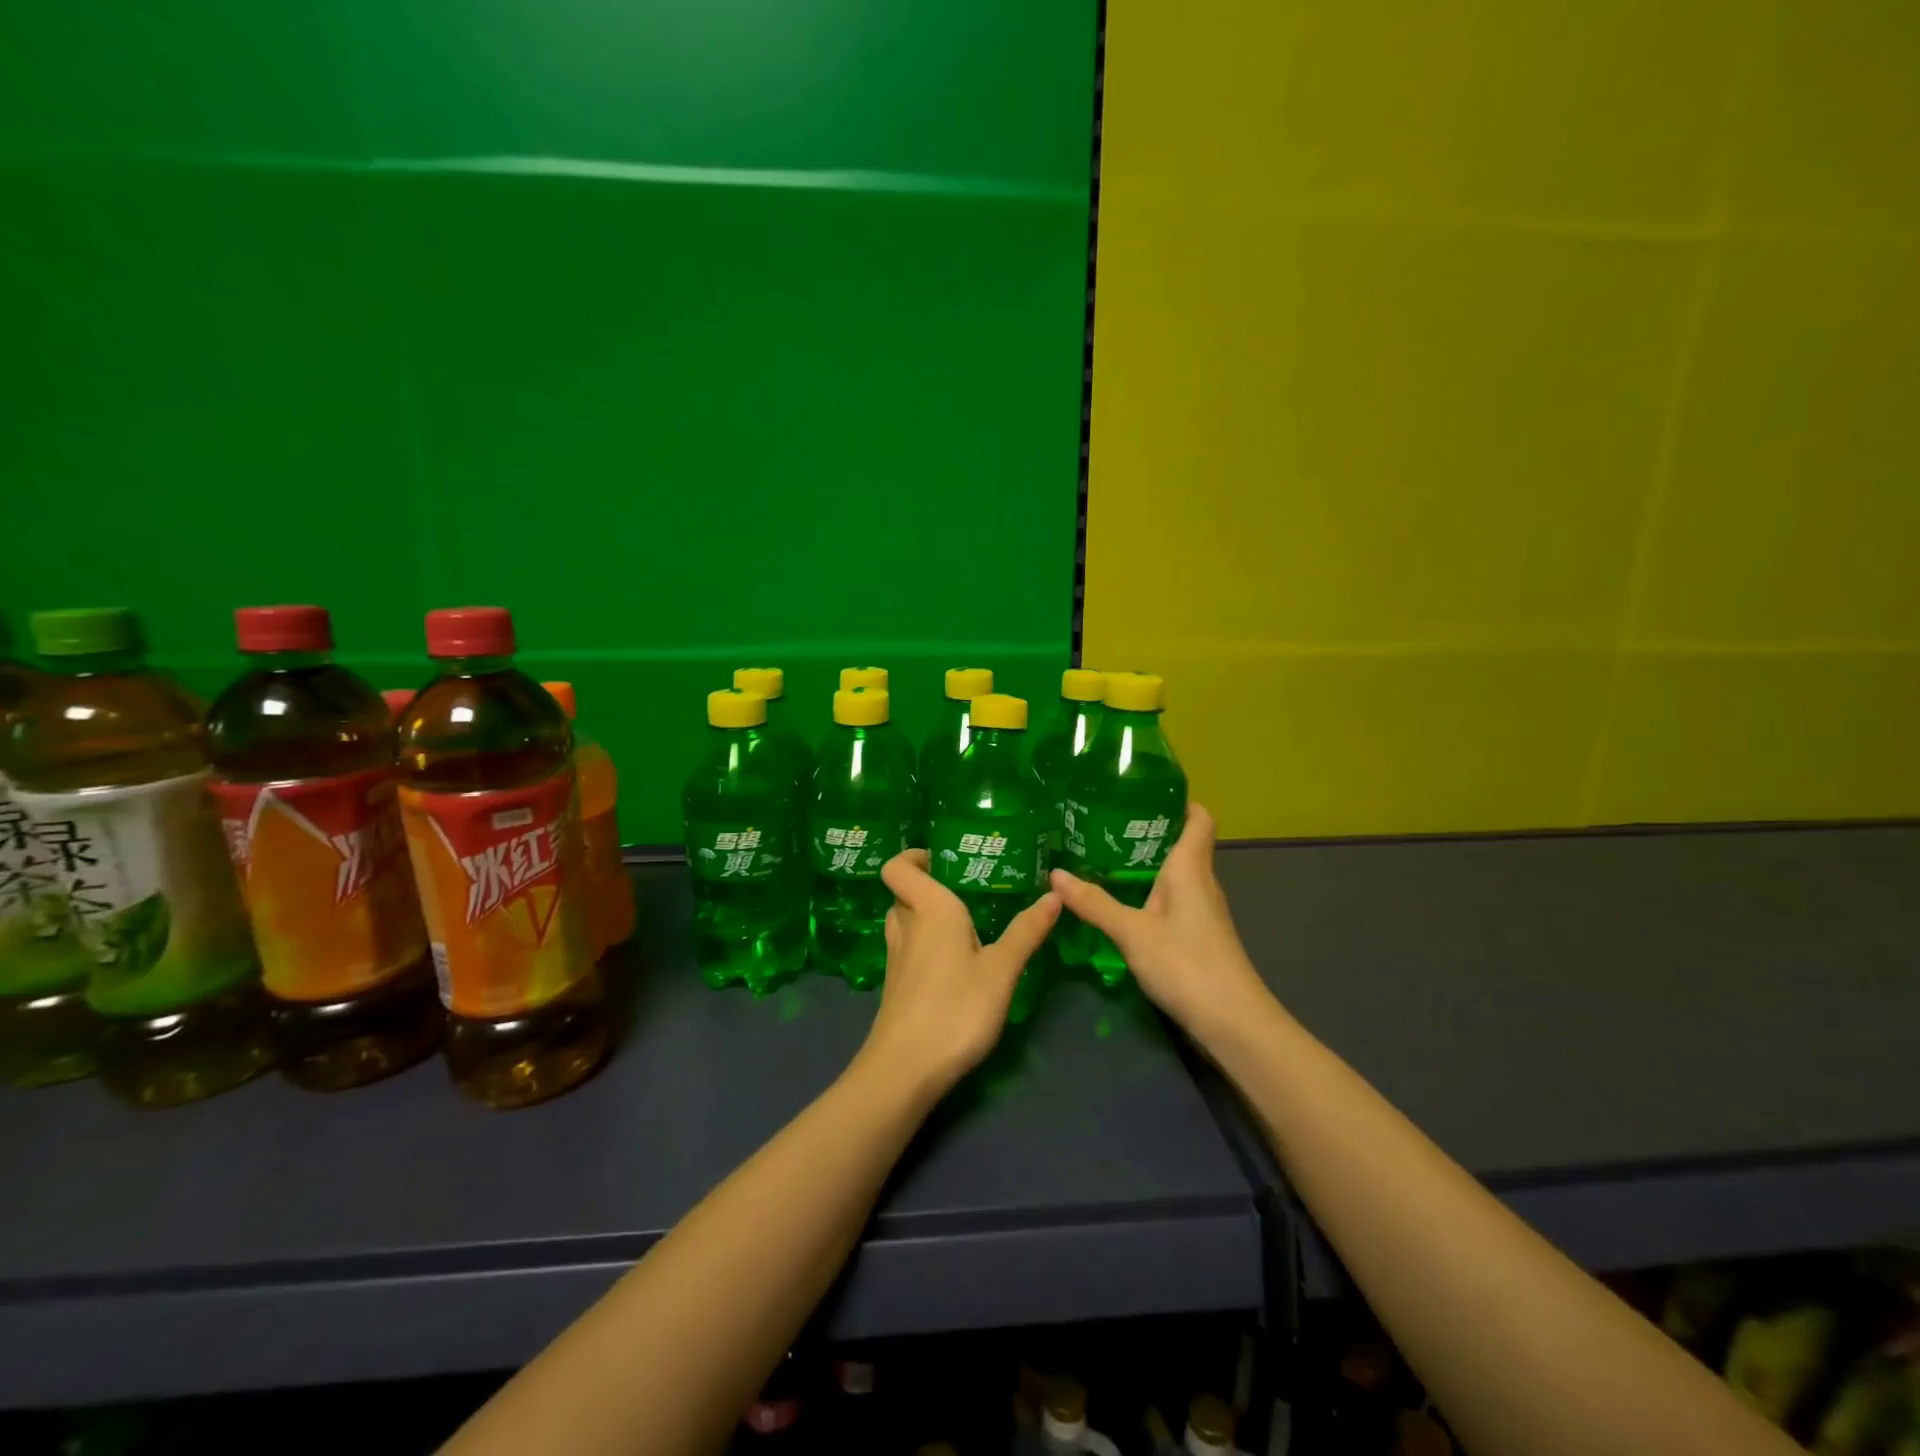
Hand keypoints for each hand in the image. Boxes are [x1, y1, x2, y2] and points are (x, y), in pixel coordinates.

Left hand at [860, 849, 1060, 1097]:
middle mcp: (907, 926)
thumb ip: (1027, 931)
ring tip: (965, 923)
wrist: (905, 1070)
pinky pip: (908, 949)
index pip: (897, 866)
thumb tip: (1054, 894)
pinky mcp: (896, 986)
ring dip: (926, 916)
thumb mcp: (1002, 970)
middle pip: (904, 893)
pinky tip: (954, 963)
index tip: (942, 858)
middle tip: (967, 889)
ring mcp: (897, 958)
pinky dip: (925, 945)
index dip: (911, 856)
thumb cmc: (956, 1009)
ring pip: (905, 922)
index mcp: (929, 909)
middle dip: (929, 886)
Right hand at [1049, 804, 1271, 1048]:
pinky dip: (1147, 894)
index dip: (1177, 801)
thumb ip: (1094, 903)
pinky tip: (1119, 903)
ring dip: (1143, 865)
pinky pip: (1170, 900)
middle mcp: (1200, 882)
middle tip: (1101, 823)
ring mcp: (1201, 912)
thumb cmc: (1187, 964)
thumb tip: (1054, 873)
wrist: (1233, 1023)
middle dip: (1146, 831)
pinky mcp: (1197, 936)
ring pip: (1174, 874)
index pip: (1198, 818)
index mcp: (1190, 868)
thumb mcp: (1132, 932)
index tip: (1140, 792)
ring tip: (1100, 857)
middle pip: (1181, 843)